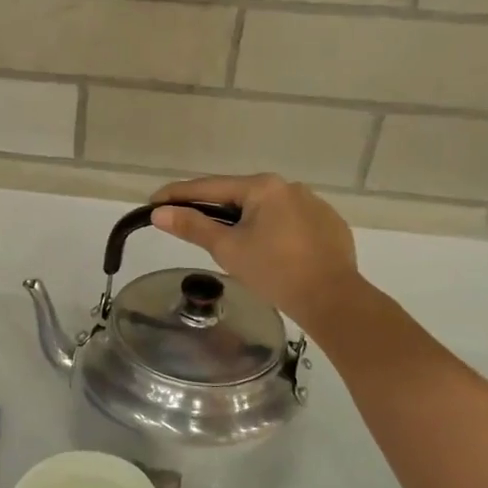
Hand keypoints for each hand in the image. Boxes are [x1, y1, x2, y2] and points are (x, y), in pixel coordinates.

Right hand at [150, 174, 360, 327]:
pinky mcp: (329, 225)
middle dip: (212, 208)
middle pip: (238, 195)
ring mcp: (314, 204)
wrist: (333, 300)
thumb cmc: (274, 271)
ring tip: (229, 241)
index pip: (210, 187)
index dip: (178, 195)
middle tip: (187, 223)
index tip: (154, 201)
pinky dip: (272, 231)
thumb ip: (193, 227)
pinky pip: (289, 222)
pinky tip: (269, 251)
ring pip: (266, 209)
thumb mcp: (227, 249)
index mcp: (263, 187)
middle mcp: (290, 187)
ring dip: (244, 220)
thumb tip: (159, 213)